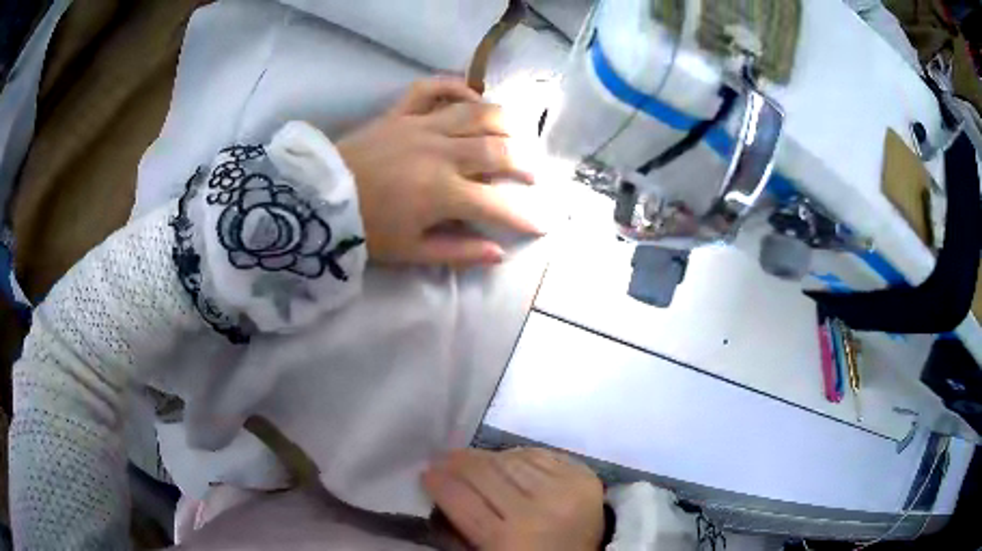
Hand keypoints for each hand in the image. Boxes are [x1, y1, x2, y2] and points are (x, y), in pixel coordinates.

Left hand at [336, 77, 540, 266]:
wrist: (319, 200)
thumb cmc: (366, 229)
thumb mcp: (411, 251)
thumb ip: (458, 251)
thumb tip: (498, 253)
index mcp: (443, 193)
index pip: (497, 204)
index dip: (525, 215)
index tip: (544, 222)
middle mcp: (440, 153)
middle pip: (497, 150)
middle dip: (523, 162)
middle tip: (531, 173)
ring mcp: (421, 126)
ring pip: (475, 113)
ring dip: (504, 120)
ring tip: (516, 132)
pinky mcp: (400, 112)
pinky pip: (432, 88)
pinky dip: (455, 86)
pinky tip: (471, 94)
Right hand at [422, 448, 604, 550]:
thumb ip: (459, 529)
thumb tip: (436, 491)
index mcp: (507, 540)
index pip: (461, 500)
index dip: (438, 482)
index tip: (425, 472)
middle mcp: (537, 512)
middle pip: (485, 473)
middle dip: (456, 462)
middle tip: (442, 457)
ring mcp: (564, 491)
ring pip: (510, 459)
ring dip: (485, 457)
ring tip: (471, 458)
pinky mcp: (584, 476)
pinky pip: (539, 453)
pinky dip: (518, 455)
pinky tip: (506, 459)